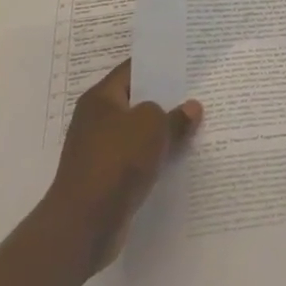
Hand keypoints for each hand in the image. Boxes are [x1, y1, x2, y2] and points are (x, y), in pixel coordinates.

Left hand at [41, 59, 201, 277]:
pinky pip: (139, 160)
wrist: (84, 224)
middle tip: (201, 91)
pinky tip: (182, 157)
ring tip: (198, 123)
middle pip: (137, 102)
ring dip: (164, 132)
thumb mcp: (153, 126)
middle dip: (167, 99)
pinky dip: (157, 158)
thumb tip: (191, 108)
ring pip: (140, 133)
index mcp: (101, 99)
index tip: (187, 61)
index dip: (160, 65)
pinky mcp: (108, 179)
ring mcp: (101, 151)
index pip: (133, 70)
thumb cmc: (116, 160)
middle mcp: (97, 121)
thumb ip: (175, 115)